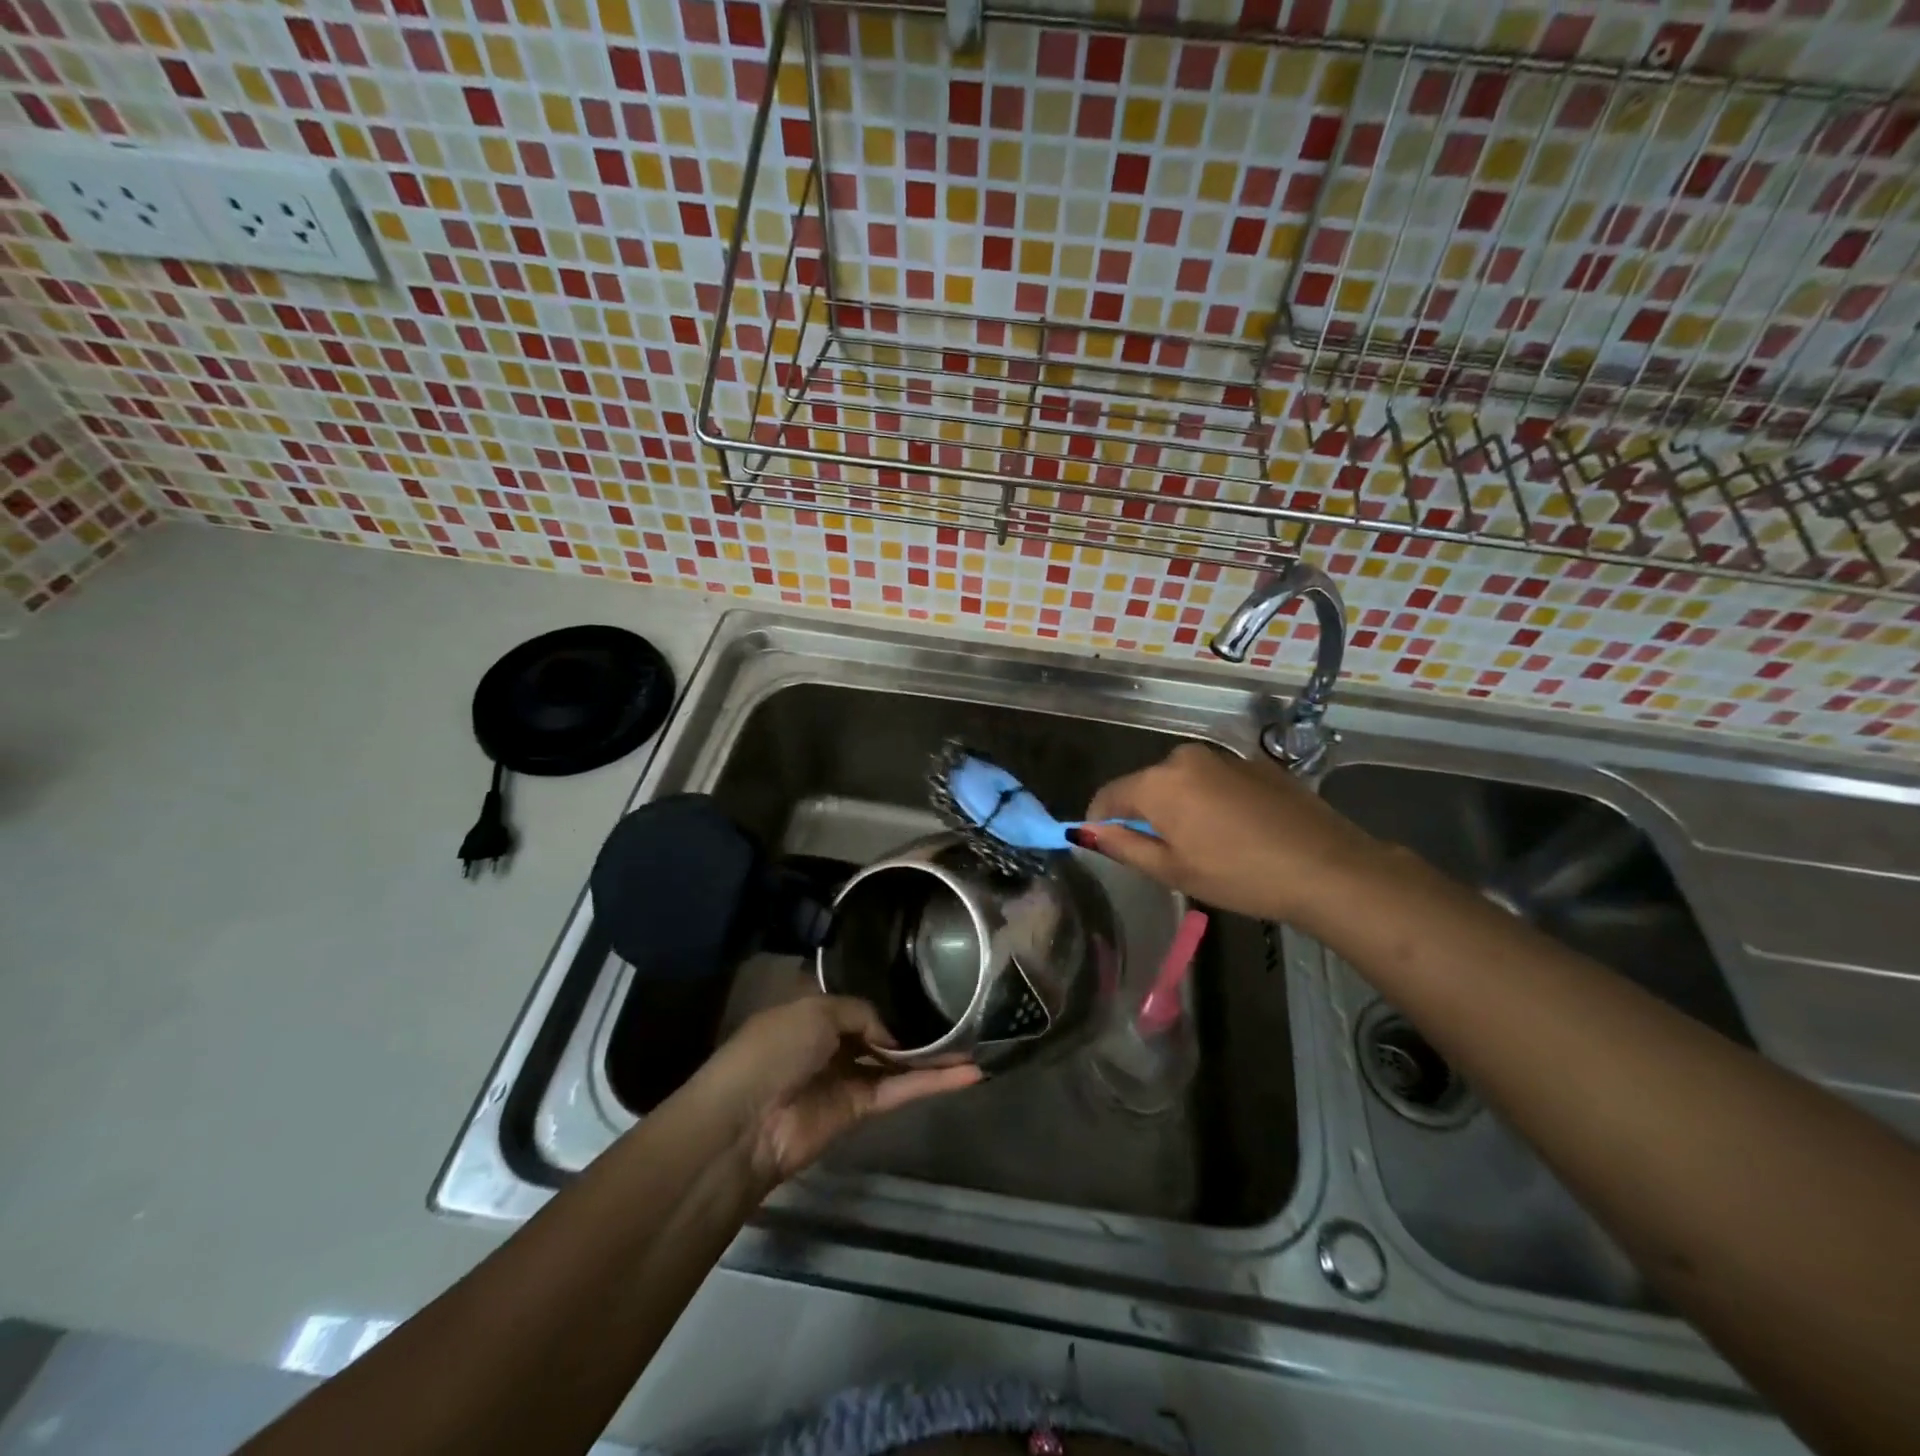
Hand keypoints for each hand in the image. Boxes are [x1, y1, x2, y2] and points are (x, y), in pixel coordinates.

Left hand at [693, 995, 980, 1186]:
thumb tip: (893, 1036)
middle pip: (883, 1033)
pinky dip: (933, 1082)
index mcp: (814, 1012)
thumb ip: (862, 1013)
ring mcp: (847, 1077)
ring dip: (935, 1056)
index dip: (890, 997)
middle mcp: (832, 1043)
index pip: (859, 1002)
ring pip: (899, 1063)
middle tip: (963, 1016)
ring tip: (977, 1043)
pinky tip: (968, 1073)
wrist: (747, 1121)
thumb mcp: (817, 1010)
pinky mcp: (861, 1110)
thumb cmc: (774, 1050)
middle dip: (918, 1027)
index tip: (928, 986)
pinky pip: (901, 1089)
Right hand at [1082, 742, 1385, 923]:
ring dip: (1179, 807)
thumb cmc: (1239, 875)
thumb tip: (1086, 832)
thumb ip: (1123, 846)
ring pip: (1182, 782)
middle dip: (1145, 815)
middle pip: (1146, 786)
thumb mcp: (1172, 870)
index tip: (1108, 846)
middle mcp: (1185, 757)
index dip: (1099, 821)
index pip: (1108, 795)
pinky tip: (1237, 832)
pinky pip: (1214, 780)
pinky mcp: (1255, 763)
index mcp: (1158, 782)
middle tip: (1165, 856)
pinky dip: (1211, 801)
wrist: (1327, 867)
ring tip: (1205, 845)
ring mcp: (1223, 756)